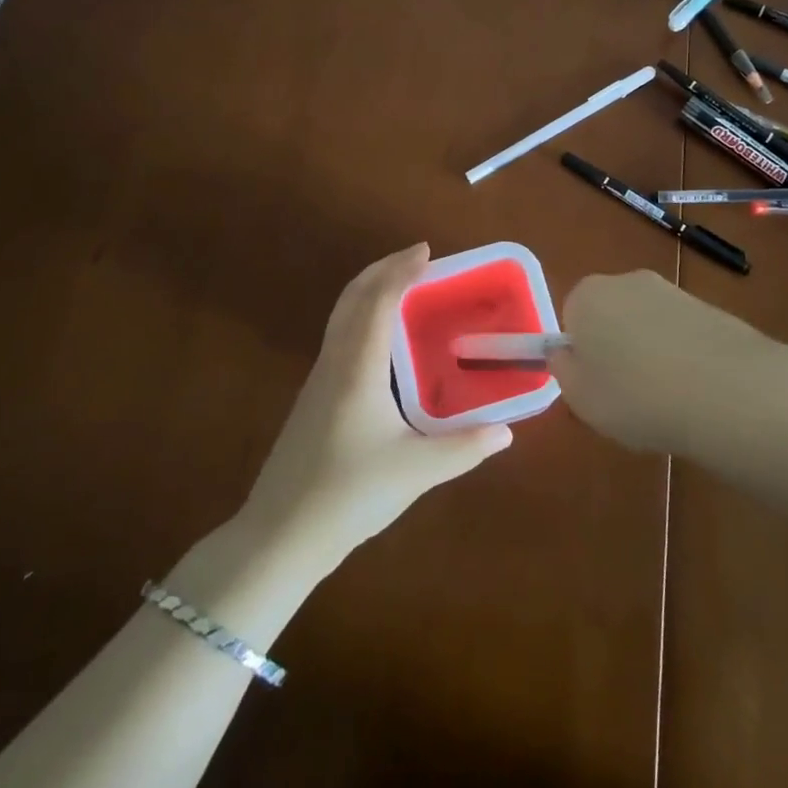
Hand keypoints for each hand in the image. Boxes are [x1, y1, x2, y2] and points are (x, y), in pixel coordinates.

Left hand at [240, 243, 512, 565]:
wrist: (280, 536)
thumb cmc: (349, 495)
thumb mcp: (416, 472)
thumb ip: (464, 447)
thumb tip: (507, 431)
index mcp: (358, 368)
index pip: (379, 301)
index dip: (402, 271)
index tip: (427, 252)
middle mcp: (335, 362)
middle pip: (353, 297)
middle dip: (383, 269)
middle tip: (417, 257)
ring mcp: (319, 379)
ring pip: (341, 315)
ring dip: (370, 289)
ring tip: (402, 286)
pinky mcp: (313, 398)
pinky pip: (339, 335)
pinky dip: (362, 315)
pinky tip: (381, 339)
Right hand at [551, 270, 787, 457]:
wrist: (727, 389)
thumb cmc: (637, 396)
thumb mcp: (582, 398)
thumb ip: (564, 371)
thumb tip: (565, 353)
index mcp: (587, 295)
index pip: (571, 317)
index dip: (581, 353)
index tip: (594, 385)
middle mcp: (626, 280)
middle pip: (609, 314)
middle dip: (614, 347)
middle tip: (625, 394)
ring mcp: (671, 290)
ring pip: (646, 323)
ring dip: (649, 351)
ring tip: (665, 398)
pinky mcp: (708, 305)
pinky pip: (680, 331)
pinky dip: (682, 354)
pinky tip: (695, 389)